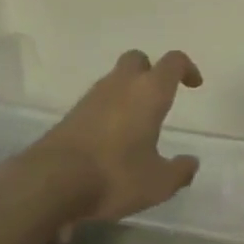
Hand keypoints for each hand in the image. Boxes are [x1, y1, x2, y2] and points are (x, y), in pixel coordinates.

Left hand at [32, 49, 203, 222]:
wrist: (50, 182)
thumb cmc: (114, 175)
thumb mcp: (157, 184)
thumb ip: (179, 172)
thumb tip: (191, 163)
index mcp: (149, 92)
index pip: (173, 62)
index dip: (187, 68)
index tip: (194, 85)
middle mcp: (121, 85)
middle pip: (138, 59)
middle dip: (151, 71)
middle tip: (160, 97)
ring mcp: (92, 97)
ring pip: (115, 79)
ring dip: (128, 91)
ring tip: (136, 123)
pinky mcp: (71, 114)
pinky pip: (97, 101)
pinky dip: (109, 110)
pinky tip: (112, 139)